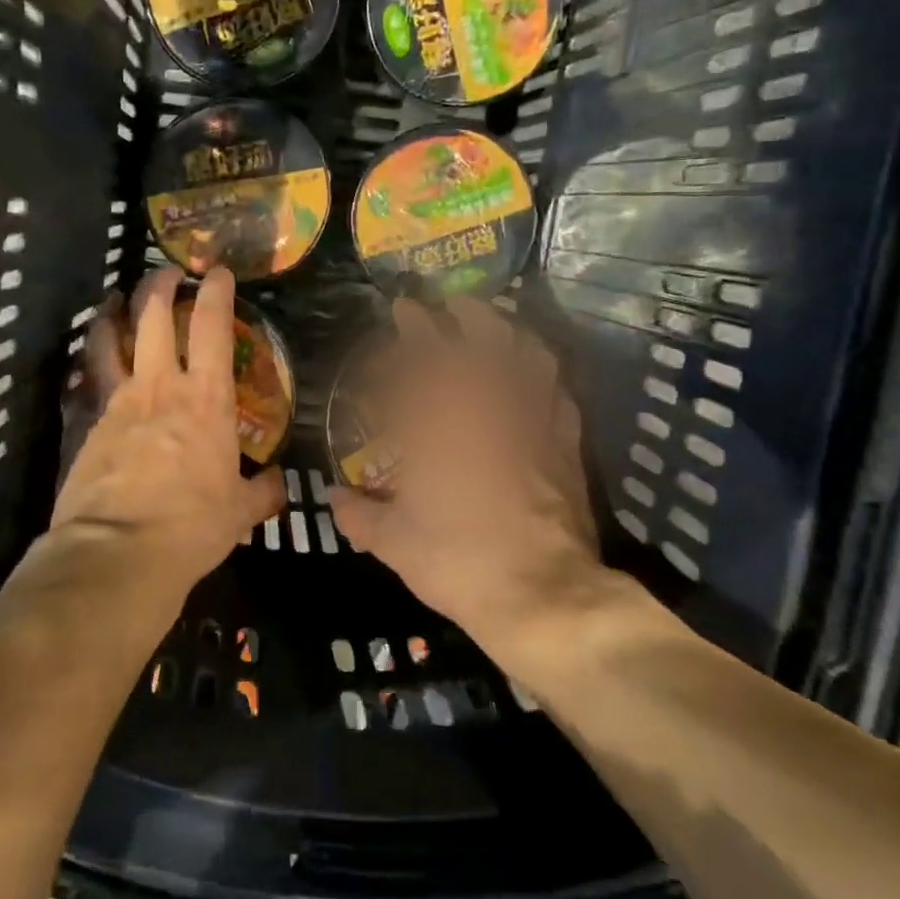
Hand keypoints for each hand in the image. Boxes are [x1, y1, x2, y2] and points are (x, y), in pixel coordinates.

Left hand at [50, 266, 285, 603]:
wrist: (117, 551)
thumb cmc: (191, 527)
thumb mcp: (240, 513)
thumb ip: (262, 491)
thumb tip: (280, 484)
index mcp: (206, 399)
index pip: (213, 327)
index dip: (216, 292)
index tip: (216, 272)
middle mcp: (160, 386)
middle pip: (153, 317)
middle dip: (159, 286)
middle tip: (165, 273)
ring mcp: (118, 401)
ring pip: (110, 339)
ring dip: (115, 313)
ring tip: (116, 300)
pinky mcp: (87, 424)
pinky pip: (90, 380)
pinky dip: (93, 362)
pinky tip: (92, 362)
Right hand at [329, 298, 664, 686]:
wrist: (542, 595)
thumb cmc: (457, 560)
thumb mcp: (393, 543)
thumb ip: (358, 515)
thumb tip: (333, 498)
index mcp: (441, 424)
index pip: (426, 357)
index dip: (414, 327)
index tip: (404, 308)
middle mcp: (490, 409)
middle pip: (486, 340)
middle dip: (468, 313)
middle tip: (452, 304)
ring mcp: (534, 424)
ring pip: (531, 357)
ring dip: (514, 333)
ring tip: (501, 324)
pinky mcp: (566, 447)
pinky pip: (561, 396)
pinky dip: (547, 378)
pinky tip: (540, 378)